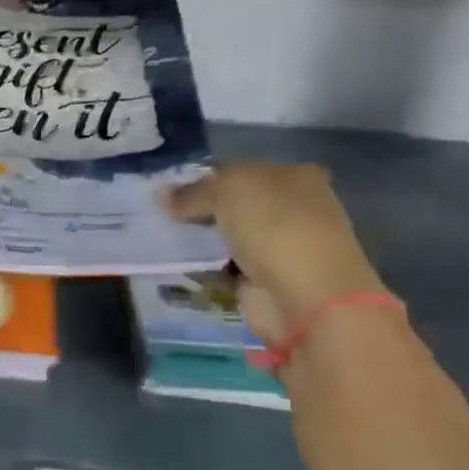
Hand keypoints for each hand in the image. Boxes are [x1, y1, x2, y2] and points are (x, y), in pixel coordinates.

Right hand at [168, 163, 383, 339]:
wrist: (307, 298)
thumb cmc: (276, 228)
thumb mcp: (228, 190)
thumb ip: (193, 191)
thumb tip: (163, 195)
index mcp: (295, 177)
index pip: (239, 170)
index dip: (204, 178)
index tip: (170, 190)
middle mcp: (292, 209)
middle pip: (233, 204)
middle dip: (201, 210)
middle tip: (161, 213)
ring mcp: (280, 248)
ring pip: (228, 236)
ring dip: (200, 240)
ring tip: (161, 236)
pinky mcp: (264, 281)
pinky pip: (224, 267)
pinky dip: (204, 268)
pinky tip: (176, 263)